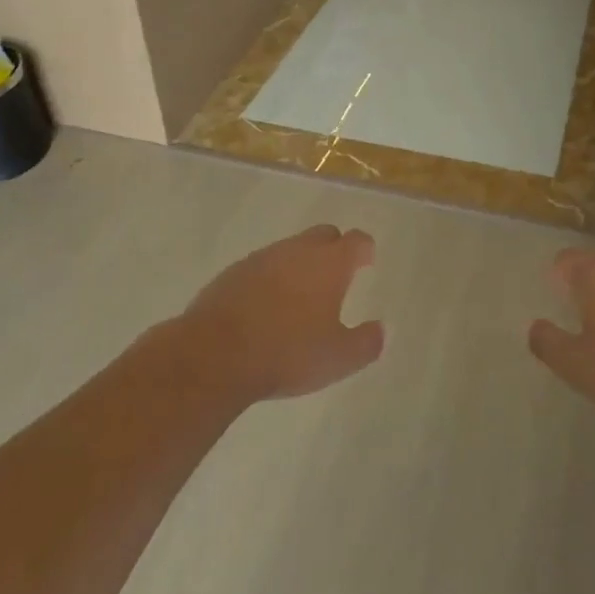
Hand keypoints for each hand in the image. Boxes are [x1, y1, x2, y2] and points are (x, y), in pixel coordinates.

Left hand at [178, 225, 383, 404]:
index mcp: (330, 263)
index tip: (367, 261)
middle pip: (324, 235)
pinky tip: (267, 307)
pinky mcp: (234, 272)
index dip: (365, 250)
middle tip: (337, 277)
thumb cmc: (287, 353)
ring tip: (301, 297)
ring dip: (300, 264)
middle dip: (334, 249)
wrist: (214, 354)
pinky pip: (263, 266)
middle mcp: (298, 250)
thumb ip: (366, 343)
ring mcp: (263, 257)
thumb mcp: (338, 358)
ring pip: (291, 249)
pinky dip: (272, 279)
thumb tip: (380, 329)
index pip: (356, 241)